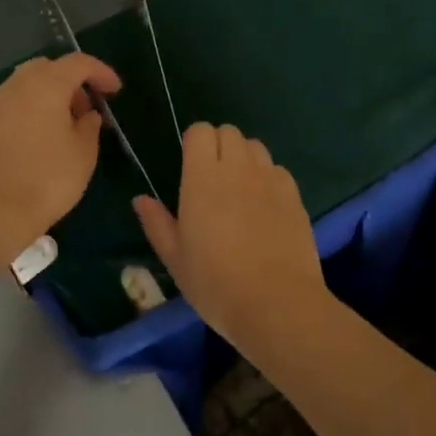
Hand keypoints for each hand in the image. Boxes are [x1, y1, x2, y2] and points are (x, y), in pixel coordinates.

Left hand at [0, 53, 120, 265]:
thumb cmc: (48, 179)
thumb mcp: (84, 153)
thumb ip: (90, 125)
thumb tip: (87, 115)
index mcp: (47, 85)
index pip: (78, 63)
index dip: (101, 72)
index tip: (115, 90)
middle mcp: (18, 85)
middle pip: (49, 67)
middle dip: (73, 80)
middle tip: (89, 106)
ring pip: (29, 82)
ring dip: (51, 93)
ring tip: (68, 122)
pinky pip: (15, 101)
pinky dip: (34, 106)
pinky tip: (44, 133)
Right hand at [133, 123, 329, 351]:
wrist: (276, 303)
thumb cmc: (216, 284)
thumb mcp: (175, 259)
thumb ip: (157, 223)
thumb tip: (140, 199)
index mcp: (202, 178)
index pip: (200, 131)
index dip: (194, 142)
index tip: (190, 166)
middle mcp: (237, 168)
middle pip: (229, 131)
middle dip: (218, 145)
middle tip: (212, 177)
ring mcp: (270, 179)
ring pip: (255, 146)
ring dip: (244, 157)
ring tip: (239, 188)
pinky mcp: (294, 195)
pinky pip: (278, 169)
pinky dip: (268, 177)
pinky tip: (265, 205)